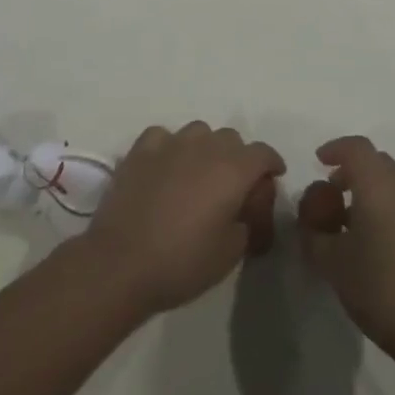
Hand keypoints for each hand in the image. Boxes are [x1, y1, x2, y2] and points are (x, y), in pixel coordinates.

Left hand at [85, 122, 284, 316]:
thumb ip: (248, 219)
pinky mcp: (140, 150)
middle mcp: (205, 146)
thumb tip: (245, 207)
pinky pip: (164, 137)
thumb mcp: (232, 251)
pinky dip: (170, 147)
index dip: (271, 164)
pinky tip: (165, 167)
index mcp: (233, 169)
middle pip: (231, 138)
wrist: (121, 263)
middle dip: (238, 158)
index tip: (272, 177)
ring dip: (205, 148)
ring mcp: (170, 143)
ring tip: (198, 174)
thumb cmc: (183, 262)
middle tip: (232, 186)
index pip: (263, 152)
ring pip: (199, 132)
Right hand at [298, 136, 394, 364]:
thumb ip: (313, 233)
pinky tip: (373, 241)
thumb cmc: (381, 289)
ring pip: (392, 183)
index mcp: (379, 186)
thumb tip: (311, 218)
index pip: (357, 148)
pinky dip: (384, 206)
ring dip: (368, 190)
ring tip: (347, 222)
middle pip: (376, 161)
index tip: (317, 162)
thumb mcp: (332, 263)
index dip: (335, 148)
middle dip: (351, 169)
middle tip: (330, 193)